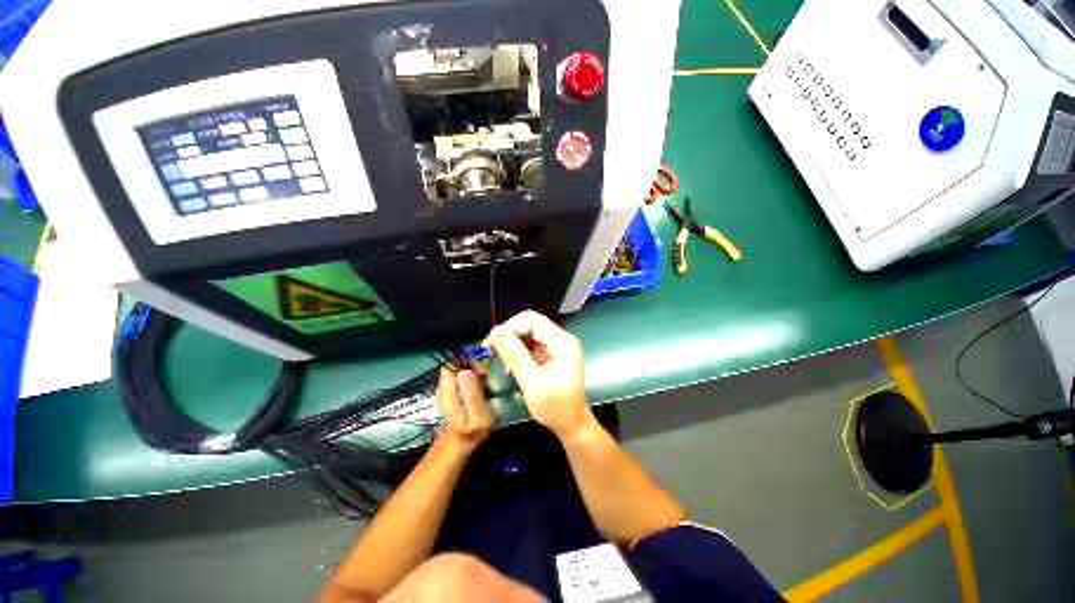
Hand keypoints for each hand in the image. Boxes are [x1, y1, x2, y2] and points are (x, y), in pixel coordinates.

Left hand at [436, 365, 494, 447]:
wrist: (464, 440)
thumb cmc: (474, 429)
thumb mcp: (479, 414)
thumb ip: (472, 393)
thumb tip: (466, 371)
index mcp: (447, 392)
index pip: (451, 365)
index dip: (467, 364)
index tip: (481, 373)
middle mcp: (443, 387)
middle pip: (457, 365)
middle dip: (474, 368)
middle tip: (486, 379)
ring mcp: (448, 387)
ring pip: (462, 369)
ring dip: (476, 373)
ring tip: (485, 386)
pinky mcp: (454, 388)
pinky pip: (464, 375)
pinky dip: (474, 378)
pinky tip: (481, 388)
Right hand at [482, 311, 593, 441]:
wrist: (571, 423)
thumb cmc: (554, 408)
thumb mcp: (533, 384)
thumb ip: (516, 356)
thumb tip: (496, 332)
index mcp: (563, 343)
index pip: (532, 321)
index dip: (508, 327)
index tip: (489, 343)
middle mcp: (562, 338)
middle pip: (531, 323)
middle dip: (508, 333)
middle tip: (490, 349)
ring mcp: (558, 344)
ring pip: (529, 330)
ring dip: (511, 340)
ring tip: (498, 356)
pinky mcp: (553, 351)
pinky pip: (532, 341)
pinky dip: (518, 348)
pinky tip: (509, 362)